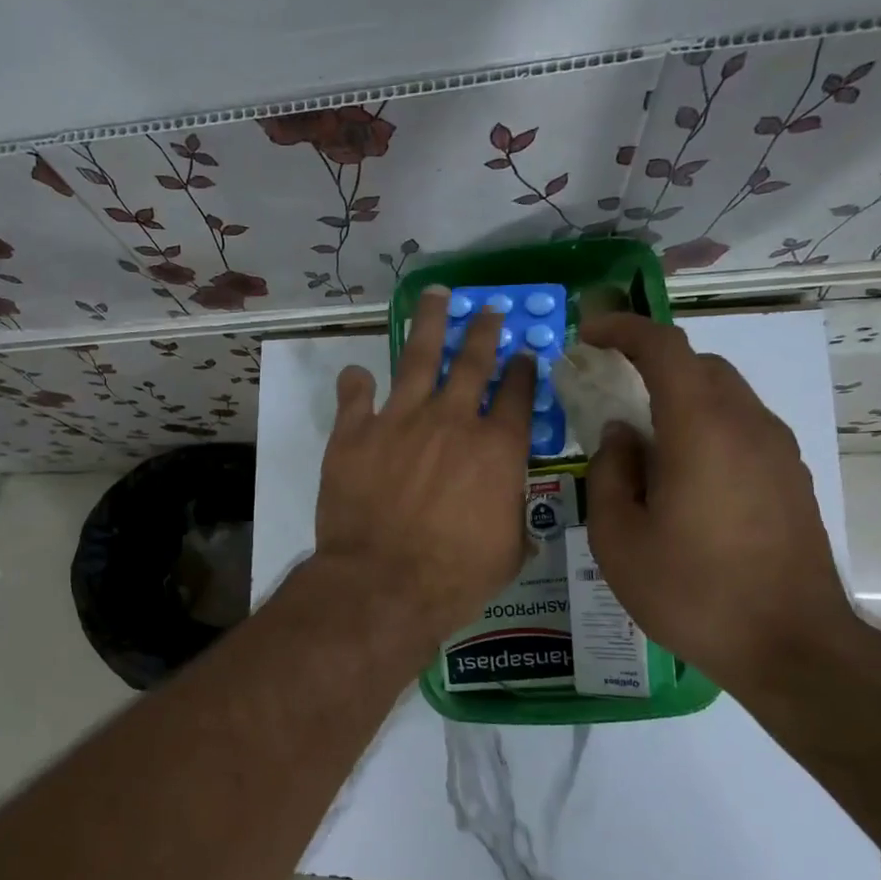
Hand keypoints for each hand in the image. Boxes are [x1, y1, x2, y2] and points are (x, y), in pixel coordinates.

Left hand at [315, 287, 536, 642]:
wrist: (384, 583)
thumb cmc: (455, 577)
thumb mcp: (508, 552)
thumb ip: (513, 519)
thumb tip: (514, 515)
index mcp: (497, 448)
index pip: (517, 394)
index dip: (524, 369)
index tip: (526, 352)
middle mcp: (451, 421)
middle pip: (473, 361)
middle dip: (484, 330)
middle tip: (489, 308)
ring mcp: (399, 421)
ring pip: (418, 357)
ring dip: (430, 324)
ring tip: (435, 296)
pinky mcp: (354, 434)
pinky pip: (355, 396)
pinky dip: (356, 384)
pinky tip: (357, 374)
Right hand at [578, 313, 857, 695]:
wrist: (791, 645)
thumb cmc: (691, 591)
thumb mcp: (618, 539)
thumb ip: (611, 473)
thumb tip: (620, 435)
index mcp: (701, 430)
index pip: (665, 348)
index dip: (624, 329)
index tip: (590, 332)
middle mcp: (747, 425)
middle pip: (699, 365)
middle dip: (651, 362)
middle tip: (610, 386)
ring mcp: (777, 451)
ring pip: (724, 394)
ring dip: (680, 395)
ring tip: (642, 437)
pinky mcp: (791, 477)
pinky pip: (741, 426)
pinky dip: (704, 424)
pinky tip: (681, 472)